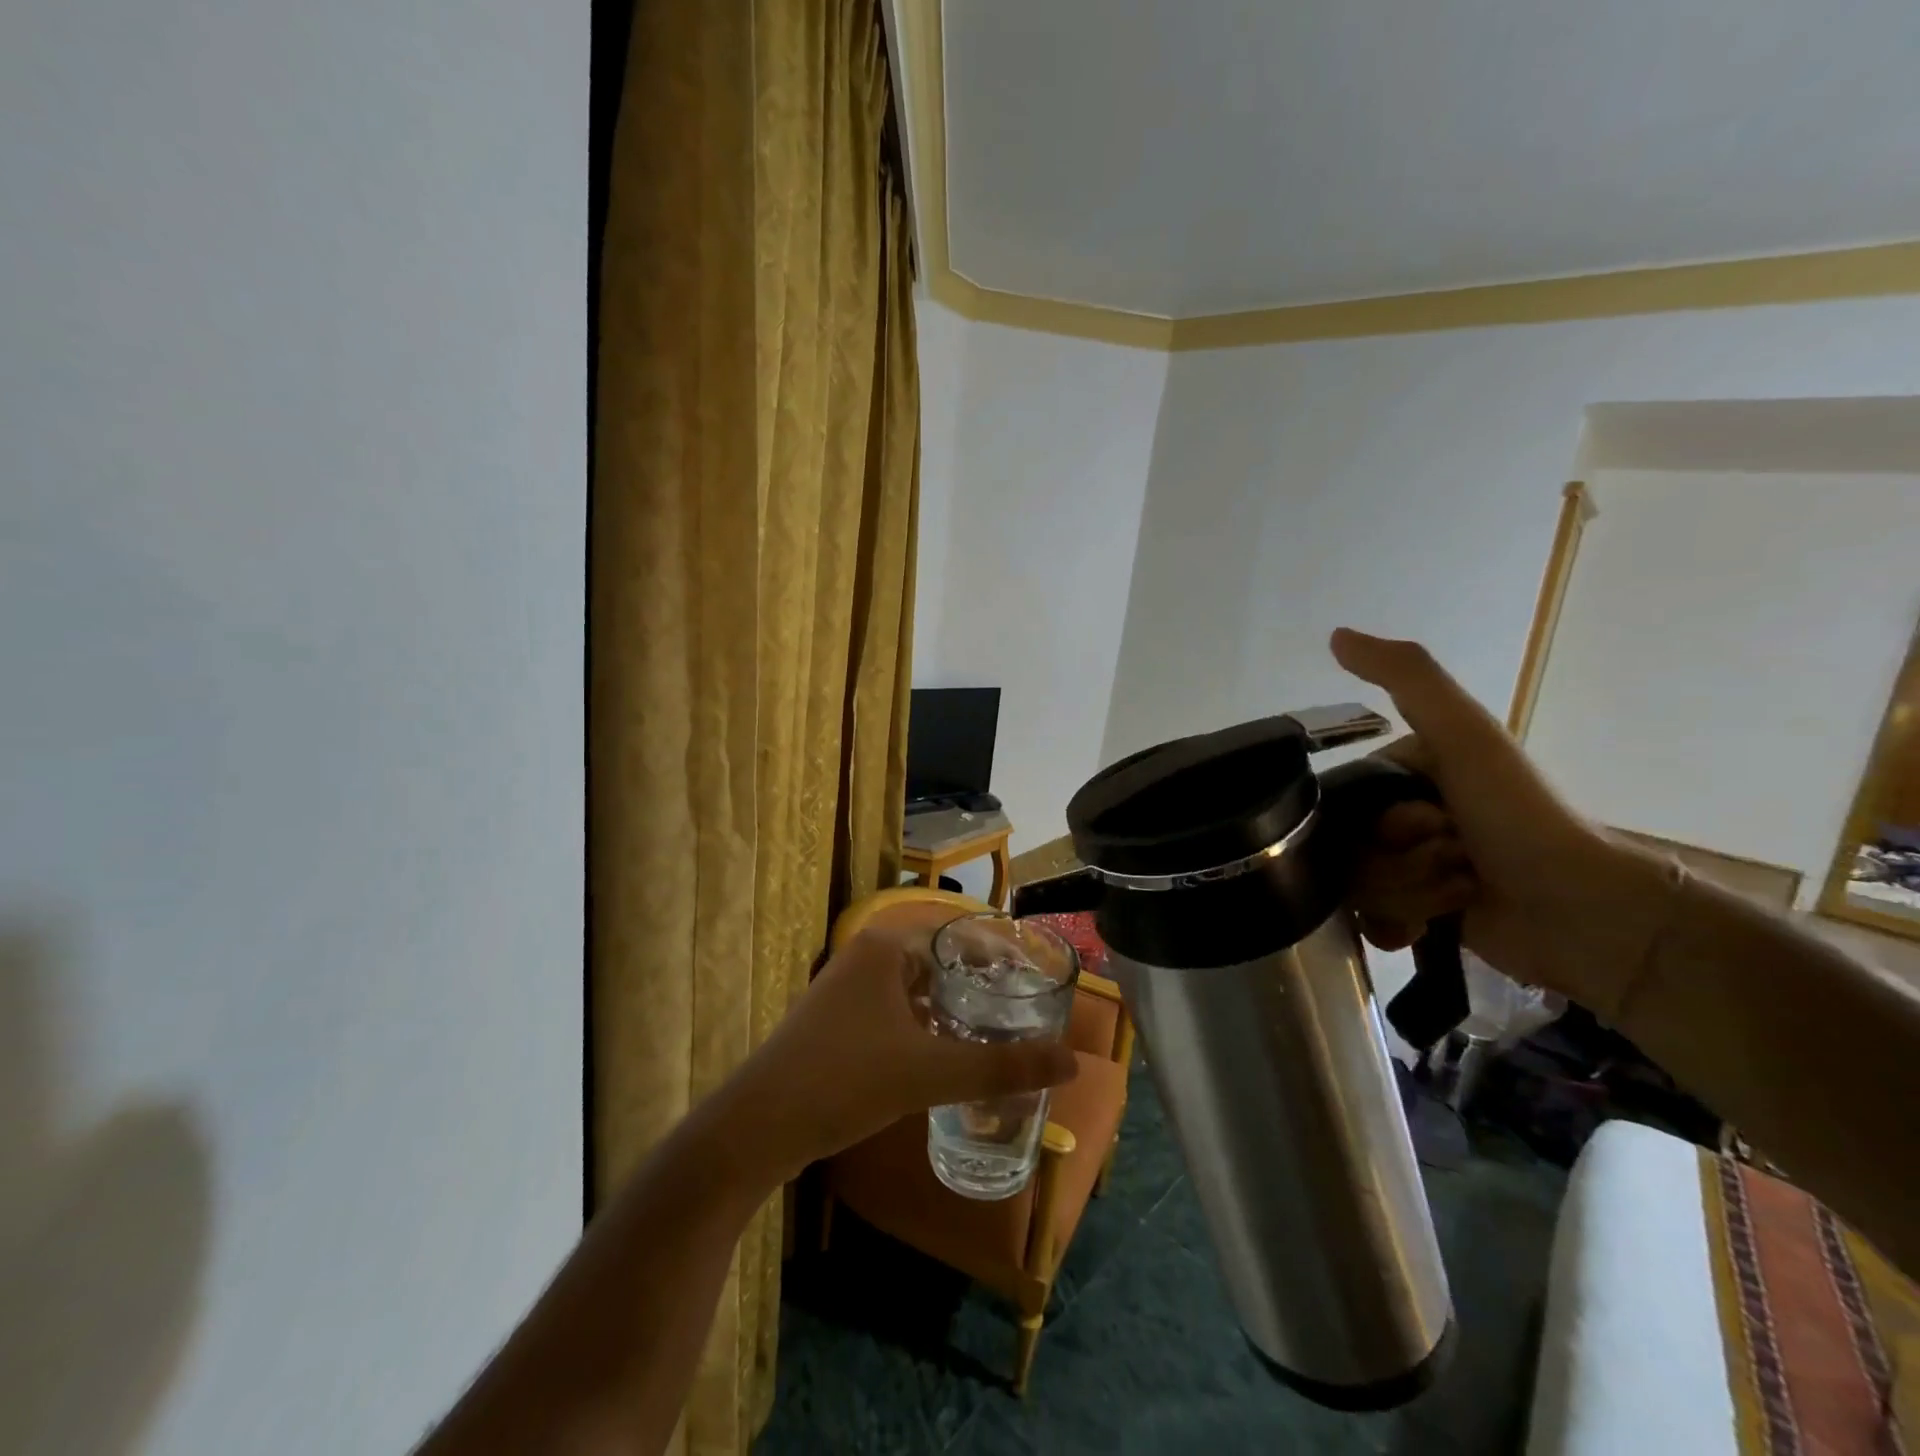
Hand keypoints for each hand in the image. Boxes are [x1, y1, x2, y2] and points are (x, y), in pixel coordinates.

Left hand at [719, 925, 1078, 1183]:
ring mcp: (844, 990)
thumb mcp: (930, 1072)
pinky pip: (893, 1012)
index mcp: (885, 948)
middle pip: (937, 962)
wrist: (758, 1126)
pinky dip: (923, 1027)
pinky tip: (943, 1057)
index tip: (1033, 980)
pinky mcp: (835, 1023)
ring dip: (950, 1010)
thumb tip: (1072, 1061)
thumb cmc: (846, 1080)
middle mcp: (863, 958)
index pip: (956, 936)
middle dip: (977, 986)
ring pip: (914, 990)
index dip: (998, 956)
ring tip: (992, 1034)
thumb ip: (1001, 1066)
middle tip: (1021, 1012)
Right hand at [1332, 628, 1664, 1012]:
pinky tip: (1428, 926)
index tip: (1429, 824)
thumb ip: (1407, 677)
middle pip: (1344, 846)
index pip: (1342, 801)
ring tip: (1460, 891)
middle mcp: (1399, 817)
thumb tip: (1336, 634)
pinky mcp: (1414, 913)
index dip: (1377, 820)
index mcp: (1405, 775)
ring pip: (1356, 884)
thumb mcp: (1465, 736)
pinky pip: (1366, 919)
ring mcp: (1405, 866)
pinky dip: (1398, 923)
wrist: (1583, 913)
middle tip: (1454, 860)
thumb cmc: (1521, 816)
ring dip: (1409, 891)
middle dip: (1395, 861)